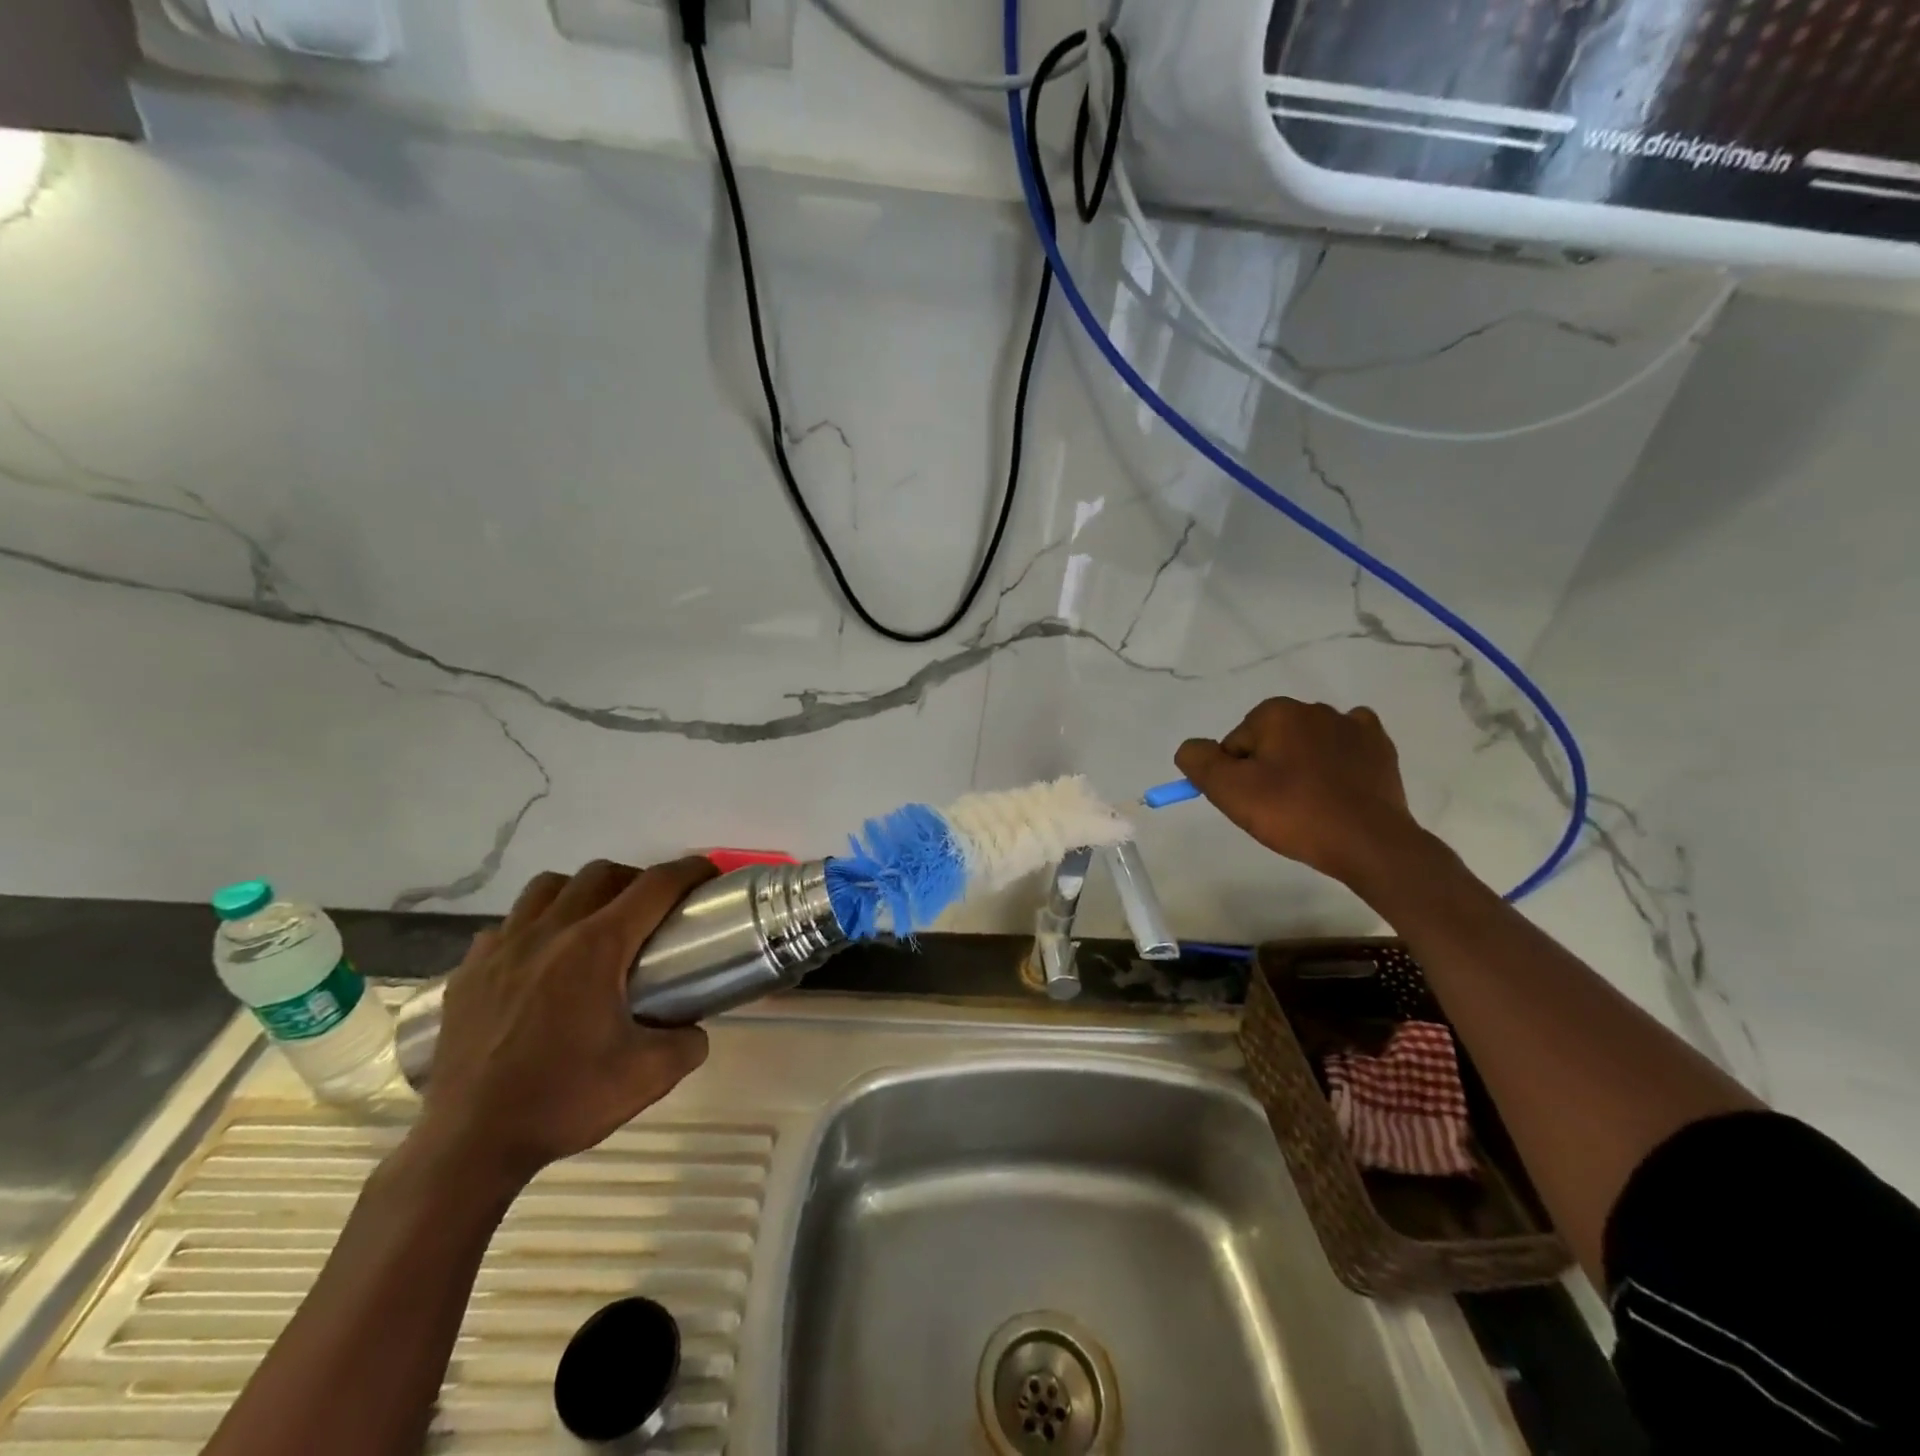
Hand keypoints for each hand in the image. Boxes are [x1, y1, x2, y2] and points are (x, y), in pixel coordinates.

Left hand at [416, 857, 715, 1189]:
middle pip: (602, 873)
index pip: (655, 886)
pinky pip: (506, 924)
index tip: (708, 873)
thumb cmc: (564, 1102)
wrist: (469, 1145)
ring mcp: (502, 947)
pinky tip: (539, 959)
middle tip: (651, 911)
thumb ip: (688, 1042)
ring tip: (592, 923)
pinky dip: (532, 926)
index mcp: (597, 947)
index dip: (689, 871)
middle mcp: (550, 931)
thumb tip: (693, 1028)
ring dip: (580, 892)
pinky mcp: (468, 971)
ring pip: (548, 887)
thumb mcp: (650, 1076)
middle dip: (636, 879)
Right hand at [1175, 698, 1421, 887]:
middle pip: (1270, 741)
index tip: (1251, 803)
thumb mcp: (1229, 791)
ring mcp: (1353, 725)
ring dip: (1301, 765)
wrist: (1369, 843)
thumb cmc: (1294, 813)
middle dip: (1268, 768)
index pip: (1235, 744)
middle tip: (1277, 808)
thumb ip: (1198, 761)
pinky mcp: (1380, 747)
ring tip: (1309, 804)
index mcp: (1276, 713)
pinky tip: (1338, 784)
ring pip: (1306, 742)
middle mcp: (1314, 709)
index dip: (1236, 775)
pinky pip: (1346, 744)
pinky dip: (1338, 759)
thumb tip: (1192, 748)